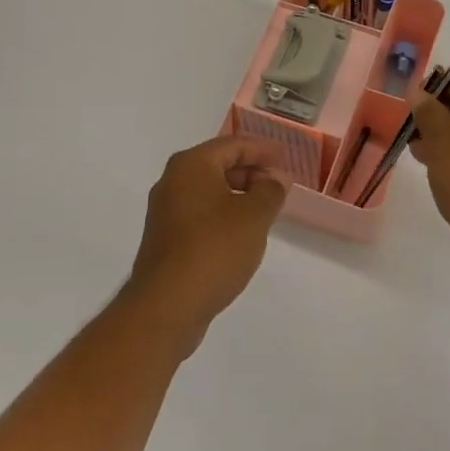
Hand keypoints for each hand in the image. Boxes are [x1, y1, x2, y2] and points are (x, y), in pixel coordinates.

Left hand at [125, 136, 287, 352]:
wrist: (167, 306)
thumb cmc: (214, 248)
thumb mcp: (254, 215)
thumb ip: (271, 190)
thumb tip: (276, 177)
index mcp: (191, 165)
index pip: (233, 145)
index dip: (261, 149)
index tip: (285, 157)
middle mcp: (172, 181)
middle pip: (218, 165)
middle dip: (250, 172)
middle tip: (278, 185)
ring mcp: (165, 211)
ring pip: (208, 191)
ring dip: (237, 195)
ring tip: (264, 210)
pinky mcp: (165, 239)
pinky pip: (200, 214)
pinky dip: (222, 214)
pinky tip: (240, 234)